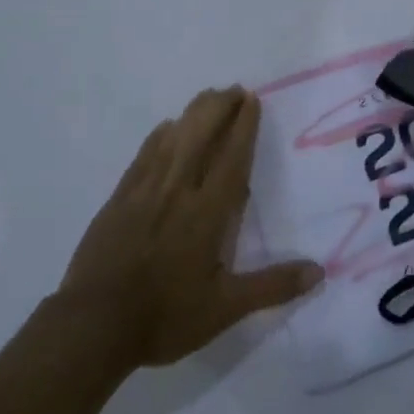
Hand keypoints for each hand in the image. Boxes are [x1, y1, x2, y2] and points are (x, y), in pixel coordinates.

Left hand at [59, 86, 321, 369]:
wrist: (94, 323)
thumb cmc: (165, 316)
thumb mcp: (225, 309)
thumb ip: (272, 287)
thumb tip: (319, 272)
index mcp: (206, 213)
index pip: (231, 158)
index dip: (244, 127)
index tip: (252, 99)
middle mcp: (177, 190)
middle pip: (201, 135)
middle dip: (219, 108)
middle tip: (234, 89)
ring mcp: (144, 190)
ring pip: (173, 138)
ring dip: (193, 113)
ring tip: (208, 97)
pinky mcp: (119, 197)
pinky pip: (144, 155)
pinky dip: (159, 136)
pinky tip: (166, 128)